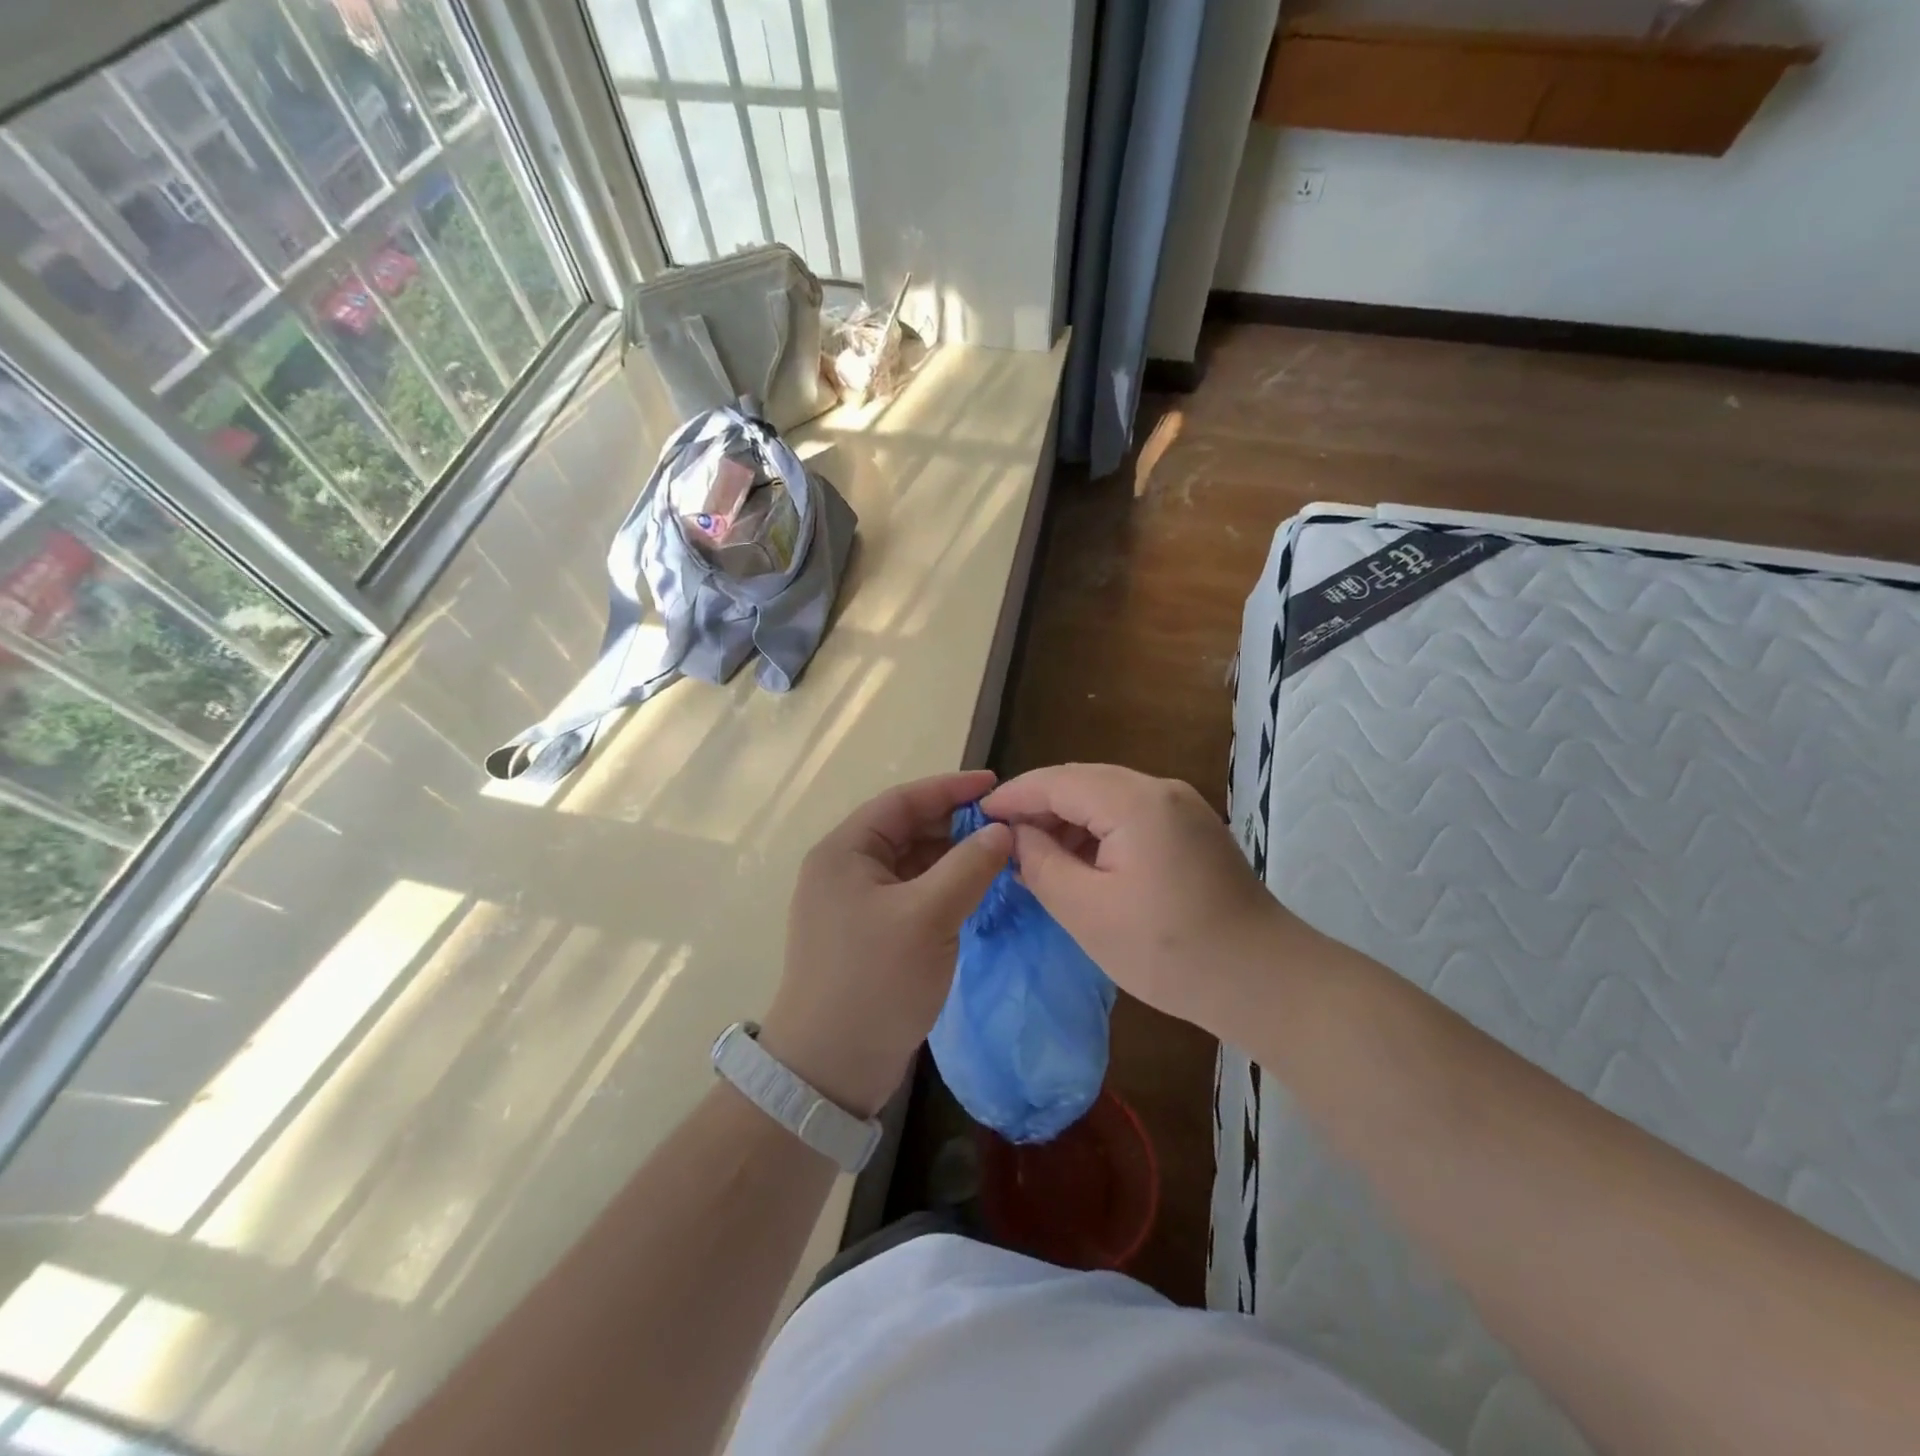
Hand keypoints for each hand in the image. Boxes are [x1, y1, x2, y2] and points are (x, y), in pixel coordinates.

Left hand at [761, 771, 1011, 1118]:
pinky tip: (976, 892)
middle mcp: (845, 870)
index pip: (902, 801)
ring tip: (1000, 857)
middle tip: (1005, 826)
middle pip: (906, 830)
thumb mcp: (928, 917)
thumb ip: (969, 867)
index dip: (950, 789)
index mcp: (845, 852)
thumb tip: (1003, 831)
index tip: (996, 785)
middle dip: (955, 825)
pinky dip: (943, 888)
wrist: (829, 1069)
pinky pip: (911, 895)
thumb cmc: (873, 981)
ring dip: (952, 858)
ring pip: (911, 865)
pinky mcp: (869, 935)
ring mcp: (855, 905)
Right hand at [980, 763, 1288, 1036]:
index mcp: (1135, 802)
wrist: (1264, 982)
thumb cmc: (1168, 951)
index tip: (977, 816)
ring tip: (1035, 854)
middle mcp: (1162, 790)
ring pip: (1108, 797)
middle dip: (1039, 806)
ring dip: (1068, 819)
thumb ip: (1041, 864)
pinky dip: (1098, 831)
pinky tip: (1080, 861)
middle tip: (1002, 839)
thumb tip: (1017, 837)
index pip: (1058, 781)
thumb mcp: (1087, 912)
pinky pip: (1132, 816)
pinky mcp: (1194, 831)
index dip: (1014, 796)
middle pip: (1083, 781)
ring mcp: (1183, 808)